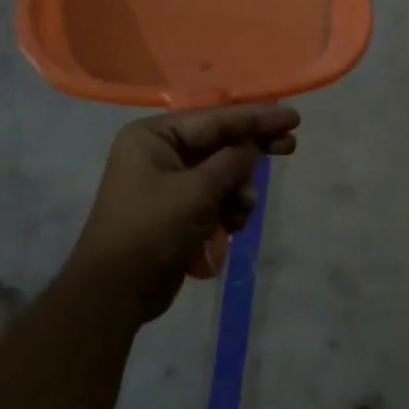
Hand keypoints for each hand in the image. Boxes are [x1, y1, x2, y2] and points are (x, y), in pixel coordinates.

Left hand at [68, 104, 300, 321]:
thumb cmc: (152, 230)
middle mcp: (160, 152)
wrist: (116, 291)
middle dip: (252, 152)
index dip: (256, 117)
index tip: (292, 117)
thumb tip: (254, 145)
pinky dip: (227, 209)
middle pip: (220, 143)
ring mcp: (168, 182)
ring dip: (238, 191)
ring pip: (222, 174)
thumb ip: (232, 162)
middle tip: (290, 147)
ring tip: (241, 211)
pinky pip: (214, 197)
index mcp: (154, 136)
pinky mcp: (178, 210)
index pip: (215, 119)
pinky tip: (231, 227)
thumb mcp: (197, 191)